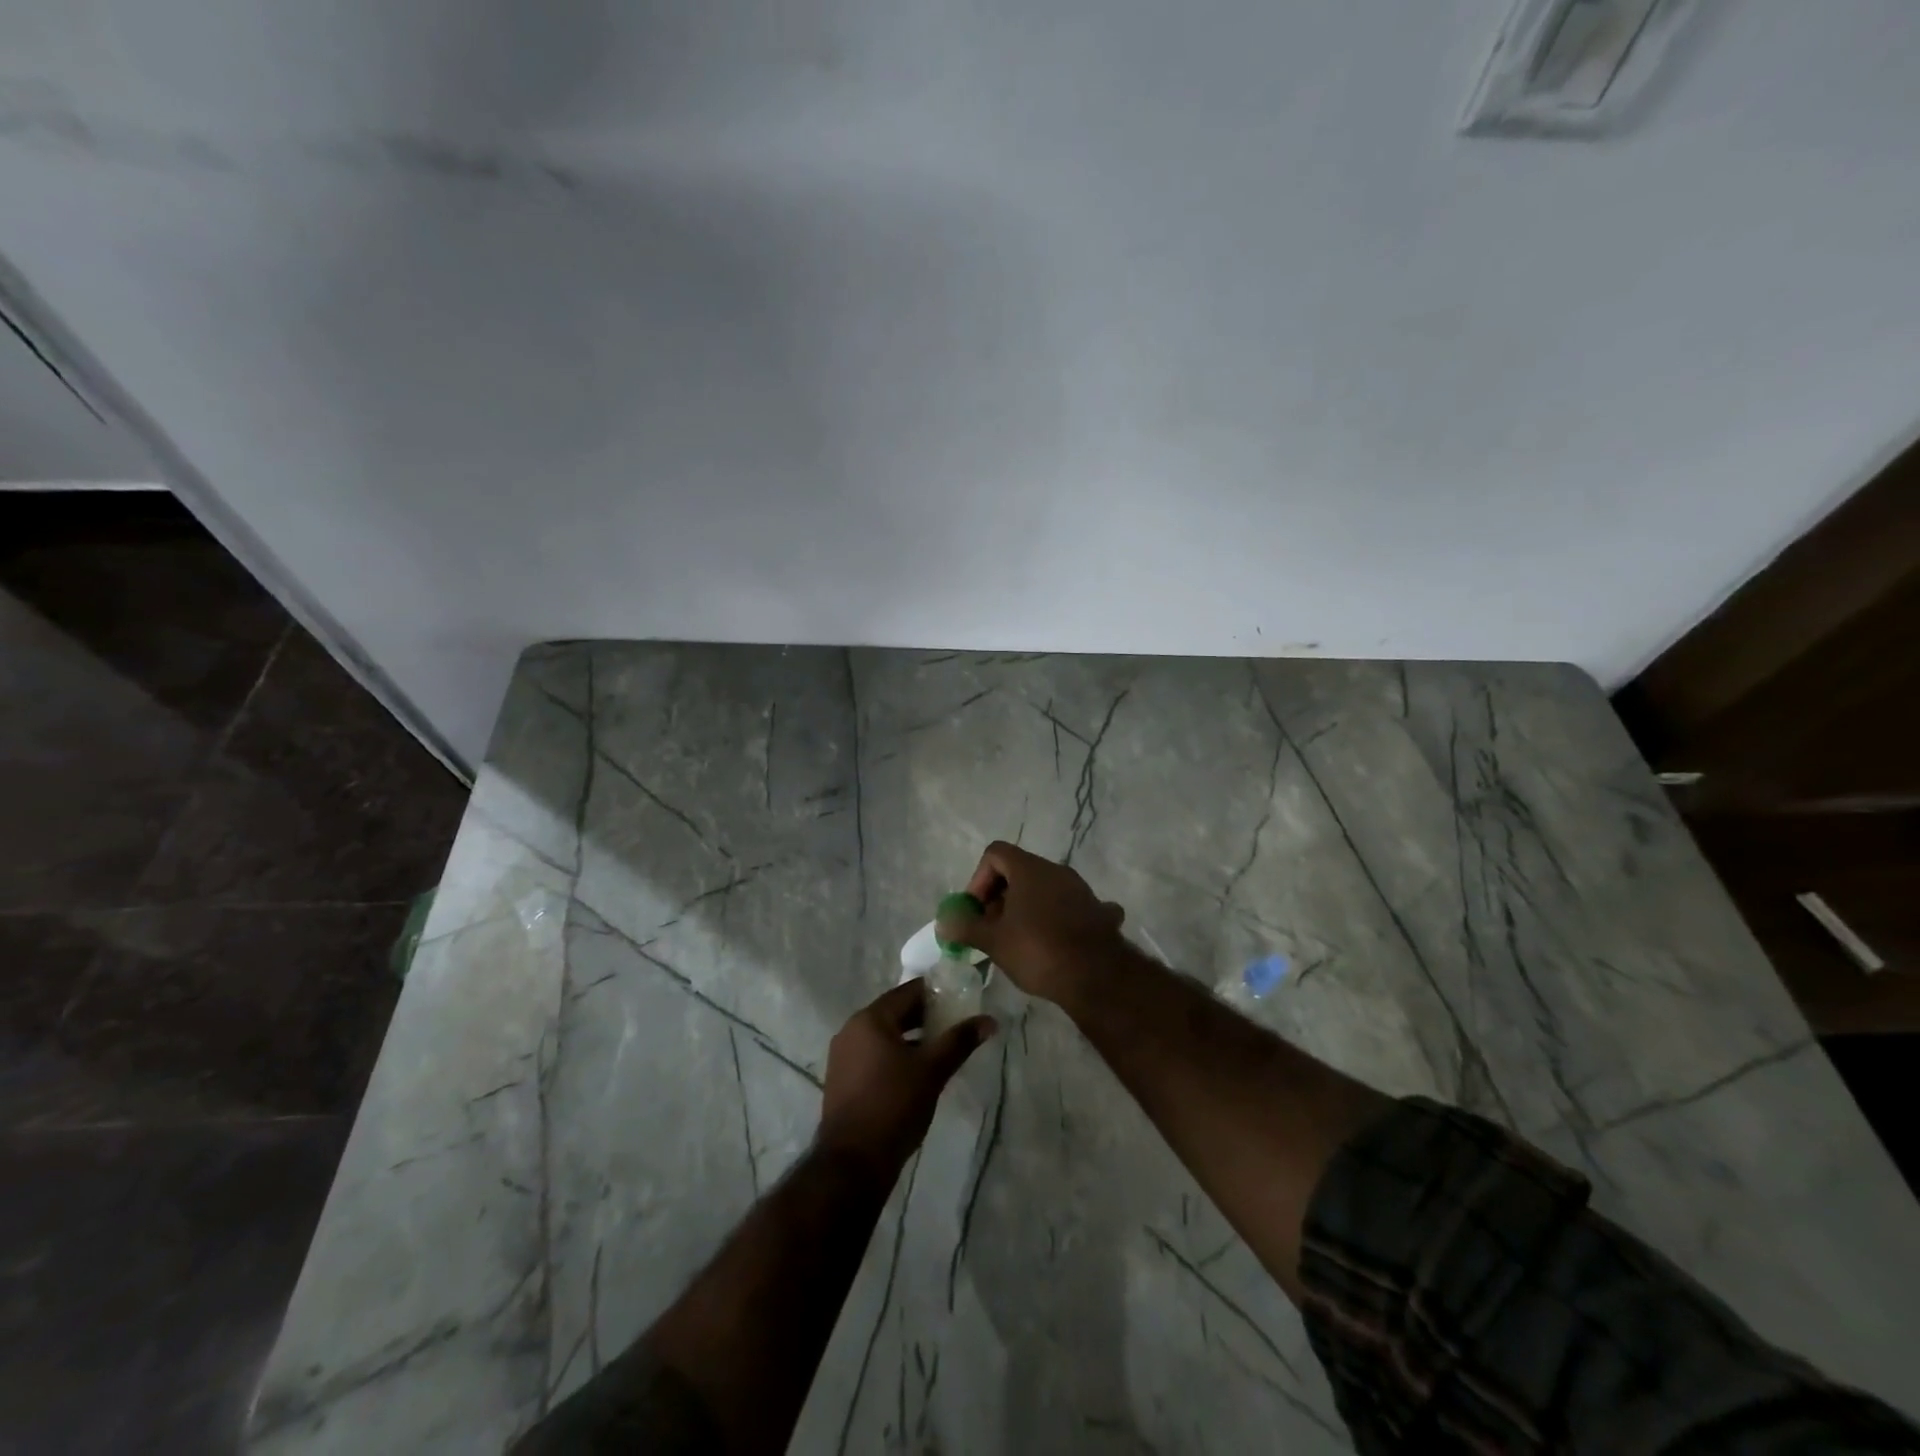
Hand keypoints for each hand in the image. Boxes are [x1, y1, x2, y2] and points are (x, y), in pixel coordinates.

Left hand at [816, 980, 993, 1179]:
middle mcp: (851, 1030)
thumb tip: (989, 1021)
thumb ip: (959, 1041)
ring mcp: (844, 1056)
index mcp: (870, 1019)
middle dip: (926, 1017)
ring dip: (912, 1038)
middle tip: (956, 1024)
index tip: (961, 1000)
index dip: (936, 993)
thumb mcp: (932, 1070)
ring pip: (885, 1035)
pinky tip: (917, 1071)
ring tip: (942, 1048)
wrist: (853, 1163)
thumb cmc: (894, 1105)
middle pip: (895, 1012)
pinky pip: (874, 1054)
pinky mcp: (843, 1079)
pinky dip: (896, 1055)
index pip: (908, 992)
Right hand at [938, 842, 1128, 1004]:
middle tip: (991, 930)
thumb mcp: (993, 941)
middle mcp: (1056, 871)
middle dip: (1000, 898)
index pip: (995, 854)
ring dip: (1026, 909)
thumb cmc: (1038, 950)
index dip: (979, 879)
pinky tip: (1056, 942)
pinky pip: (1070, 908)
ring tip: (1019, 942)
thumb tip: (943, 922)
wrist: (1097, 976)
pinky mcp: (1097, 912)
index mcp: (1030, 869)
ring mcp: (1081, 890)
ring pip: (1044, 890)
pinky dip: (1057, 919)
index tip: (976, 910)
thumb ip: (965, 927)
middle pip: (1019, 871)